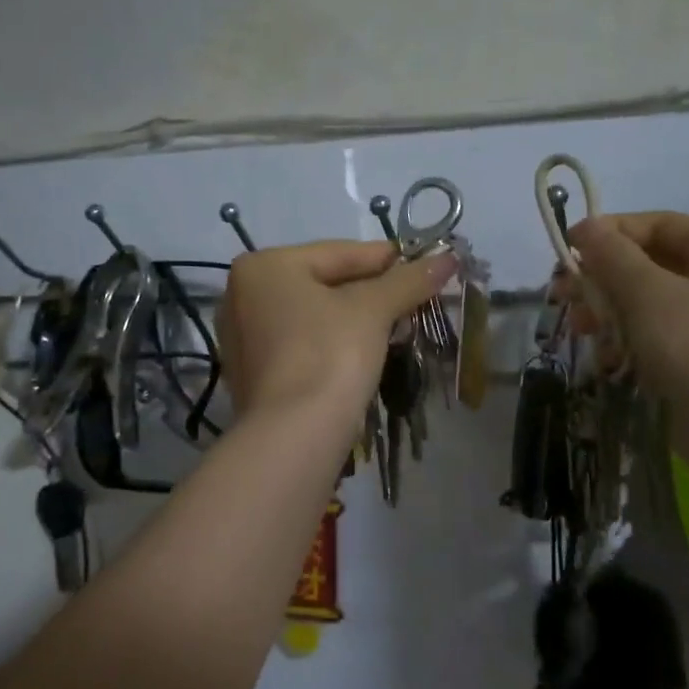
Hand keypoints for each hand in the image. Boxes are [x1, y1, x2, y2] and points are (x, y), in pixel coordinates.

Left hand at [216, 240, 455, 420]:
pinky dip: (329, 342)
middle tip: (413, 296)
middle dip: (370, 291)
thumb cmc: (329, 355)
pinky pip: (299, 343)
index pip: (338, 253)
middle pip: (322, 283)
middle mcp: (241, 295)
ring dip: (352, 318)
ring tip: (396, 324)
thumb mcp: (372, 310)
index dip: (386, 259)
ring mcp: (241, 337)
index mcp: (263, 266)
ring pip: (311, 315)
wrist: (293, 436)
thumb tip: (447, 257)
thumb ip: (407, 280)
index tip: (422, 263)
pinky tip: (361, 352)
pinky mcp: (251, 373)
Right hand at [558, 212, 688, 472]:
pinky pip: (658, 336)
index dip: (607, 233)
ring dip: (609, 310)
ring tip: (581, 328)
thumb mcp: (648, 293)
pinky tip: (606, 359)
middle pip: (650, 263)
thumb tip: (584, 227)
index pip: (656, 224)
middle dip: (602, 277)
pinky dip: (629, 341)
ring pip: (649, 302)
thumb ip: (612, 255)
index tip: (565, 251)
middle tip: (562, 294)